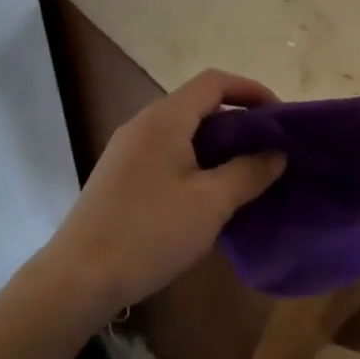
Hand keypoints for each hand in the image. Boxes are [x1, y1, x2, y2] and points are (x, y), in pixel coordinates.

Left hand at [43, 69, 286, 319]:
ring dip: (216, 143)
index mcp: (164, 118)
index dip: (251, 90)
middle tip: (268, 149)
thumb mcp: (210, 204)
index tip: (280, 117)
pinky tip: (207, 193)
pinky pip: (165, 151)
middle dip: (237, 120)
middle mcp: (143, 123)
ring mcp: (127, 148)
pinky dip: (194, 159)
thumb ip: (248, 173)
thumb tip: (276, 153)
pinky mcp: (119, 174)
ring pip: (181, 130)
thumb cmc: (150, 232)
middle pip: (197, 104)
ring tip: (245, 172)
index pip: (214, 82)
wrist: (79, 277)